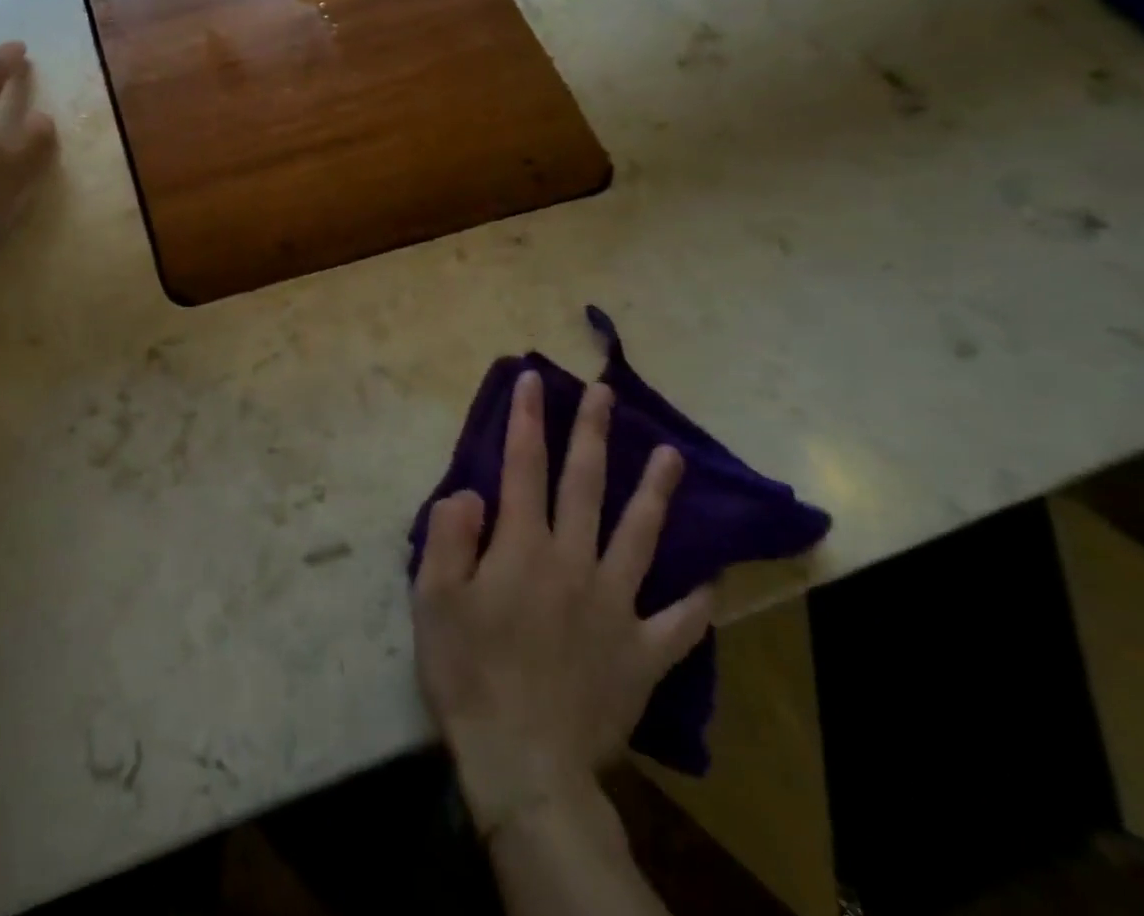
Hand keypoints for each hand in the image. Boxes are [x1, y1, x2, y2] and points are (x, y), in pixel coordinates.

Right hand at [412, 373, 712, 841]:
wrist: (523, 762)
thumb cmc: (468, 671)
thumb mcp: (434, 598)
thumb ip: (451, 535)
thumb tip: (473, 492)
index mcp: (523, 546)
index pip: (524, 466)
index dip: (528, 419)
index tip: (534, 380)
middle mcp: (574, 562)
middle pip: (586, 485)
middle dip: (594, 433)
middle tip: (606, 393)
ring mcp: (616, 606)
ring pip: (641, 537)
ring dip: (655, 493)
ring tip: (672, 456)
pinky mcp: (642, 654)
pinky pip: (676, 623)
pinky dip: (693, 601)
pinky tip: (709, 581)